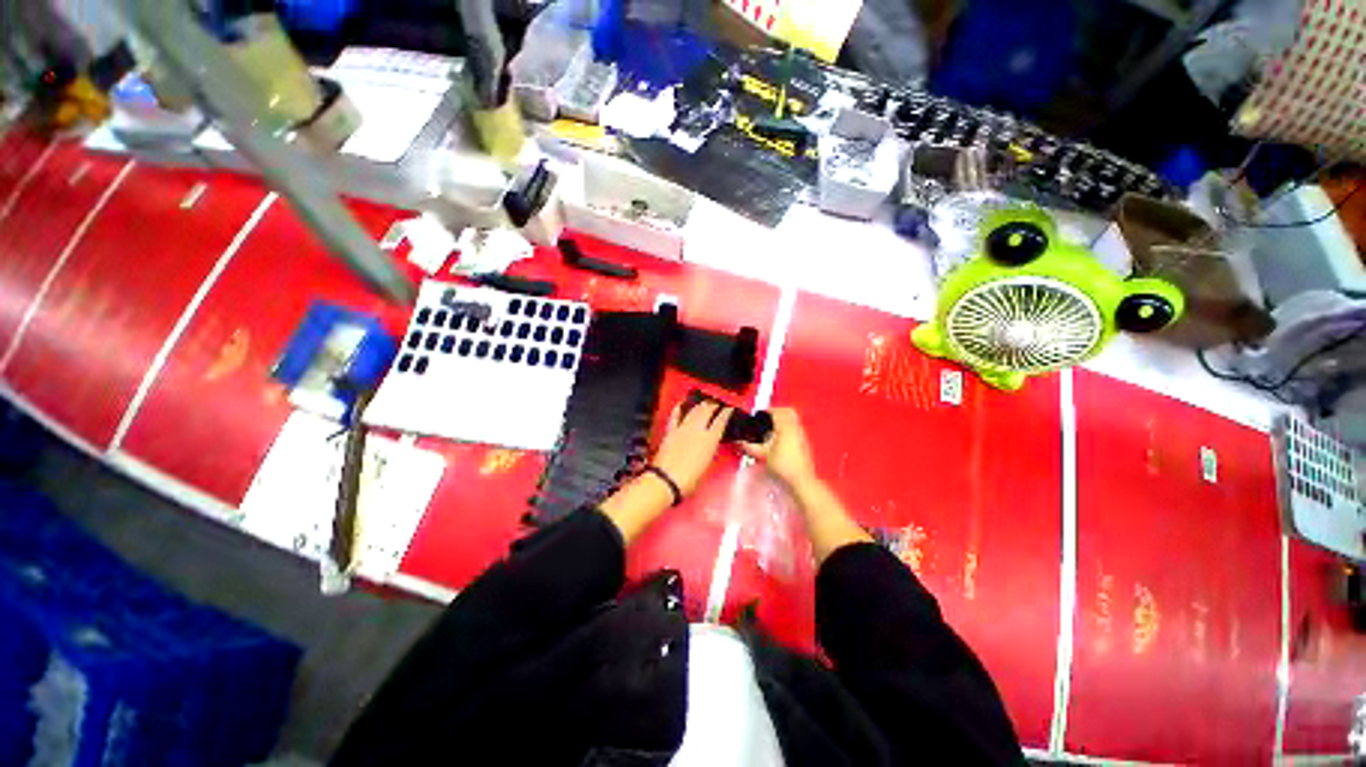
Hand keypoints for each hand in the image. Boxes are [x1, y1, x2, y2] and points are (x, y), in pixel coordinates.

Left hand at [652, 400, 733, 496]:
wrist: (667, 480)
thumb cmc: (688, 479)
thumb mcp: (707, 464)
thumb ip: (710, 449)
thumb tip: (711, 443)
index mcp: (710, 439)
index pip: (721, 420)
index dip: (726, 412)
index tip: (729, 409)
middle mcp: (697, 430)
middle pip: (707, 410)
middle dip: (713, 405)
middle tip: (716, 404)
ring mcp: (682, 429)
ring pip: (693, 410)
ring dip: (700, 405)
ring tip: (704, 403)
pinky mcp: (670, 431)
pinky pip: (675, 415)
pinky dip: (678, 408)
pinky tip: (680, 404)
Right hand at [742, 407, 815, 487]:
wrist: (802, 480)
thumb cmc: (783, 465)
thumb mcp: (763, 455)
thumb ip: (750, 446)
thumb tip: (740, 442)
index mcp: (785, 427)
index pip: (777, 411)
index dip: (767, 411)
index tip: (759, 415)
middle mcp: (796, 427)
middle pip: (788, 412)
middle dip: (777, 413)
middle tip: (767, 419)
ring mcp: (802, 435)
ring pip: (793, 420)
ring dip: (783, 421)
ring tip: (772, 429)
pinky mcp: (805, 443)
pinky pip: (796, 429)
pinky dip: (788, 429)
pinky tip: (780, 440)